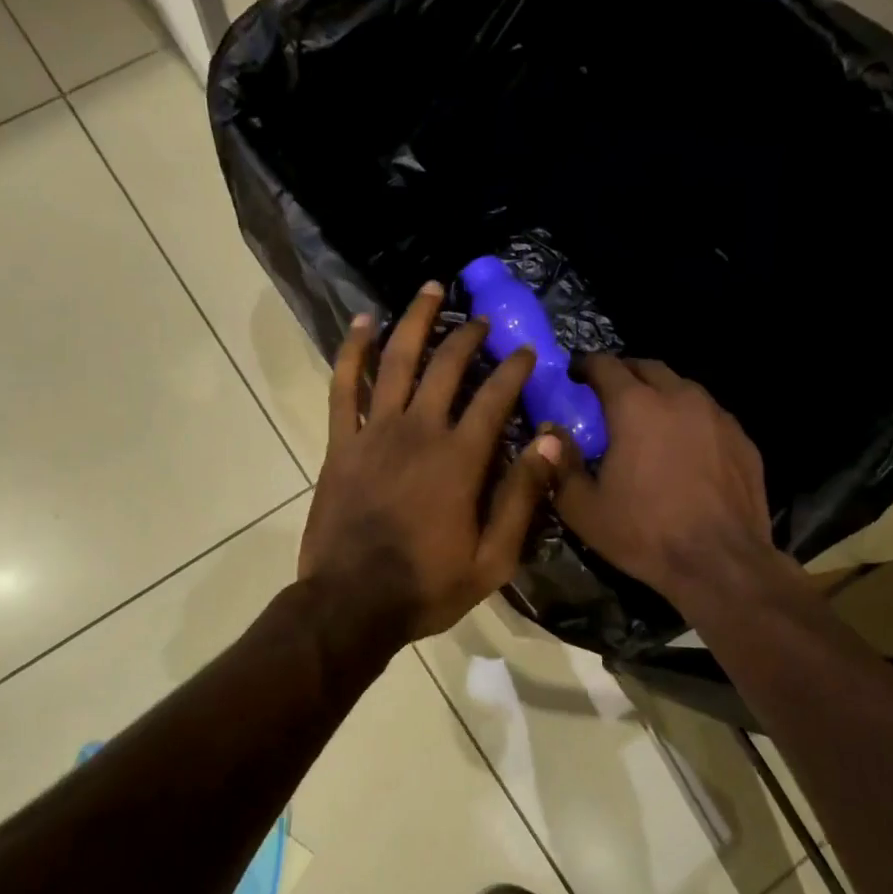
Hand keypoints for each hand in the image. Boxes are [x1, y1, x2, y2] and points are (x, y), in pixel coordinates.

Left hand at [299, 281, 564, 643]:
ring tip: (430, 289)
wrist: (350, 604)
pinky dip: (352, 351)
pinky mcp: (340, 442)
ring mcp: (374, 432)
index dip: (514, 370)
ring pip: (396, 361)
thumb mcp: (492, 559)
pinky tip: (363, 322)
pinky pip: (343, 386)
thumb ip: (522, 497)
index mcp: (460, 459)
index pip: (495, 398)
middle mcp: (418, 431)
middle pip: (446, 367)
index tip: (527, 352)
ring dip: (415, 321)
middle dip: (468, 336)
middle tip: (482, 319)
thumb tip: (552, 442)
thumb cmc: (427, 586)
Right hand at [554, 356, 789, 614]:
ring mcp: (717, 416)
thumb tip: (549, 434)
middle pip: (647, 367)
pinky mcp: (743, 439)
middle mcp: (679, 398)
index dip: (586, 365)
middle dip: (625, 373)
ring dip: (660, 394)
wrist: (721, 564)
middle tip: (609, 394)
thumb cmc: (645, 533)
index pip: (606, 365)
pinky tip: (685, 449)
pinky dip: (690, 420)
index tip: (575, 375)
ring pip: (683, 388)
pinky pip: (710, 416)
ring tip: (648, 419)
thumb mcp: (583, 508)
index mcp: (635, 407)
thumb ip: (560, 464)